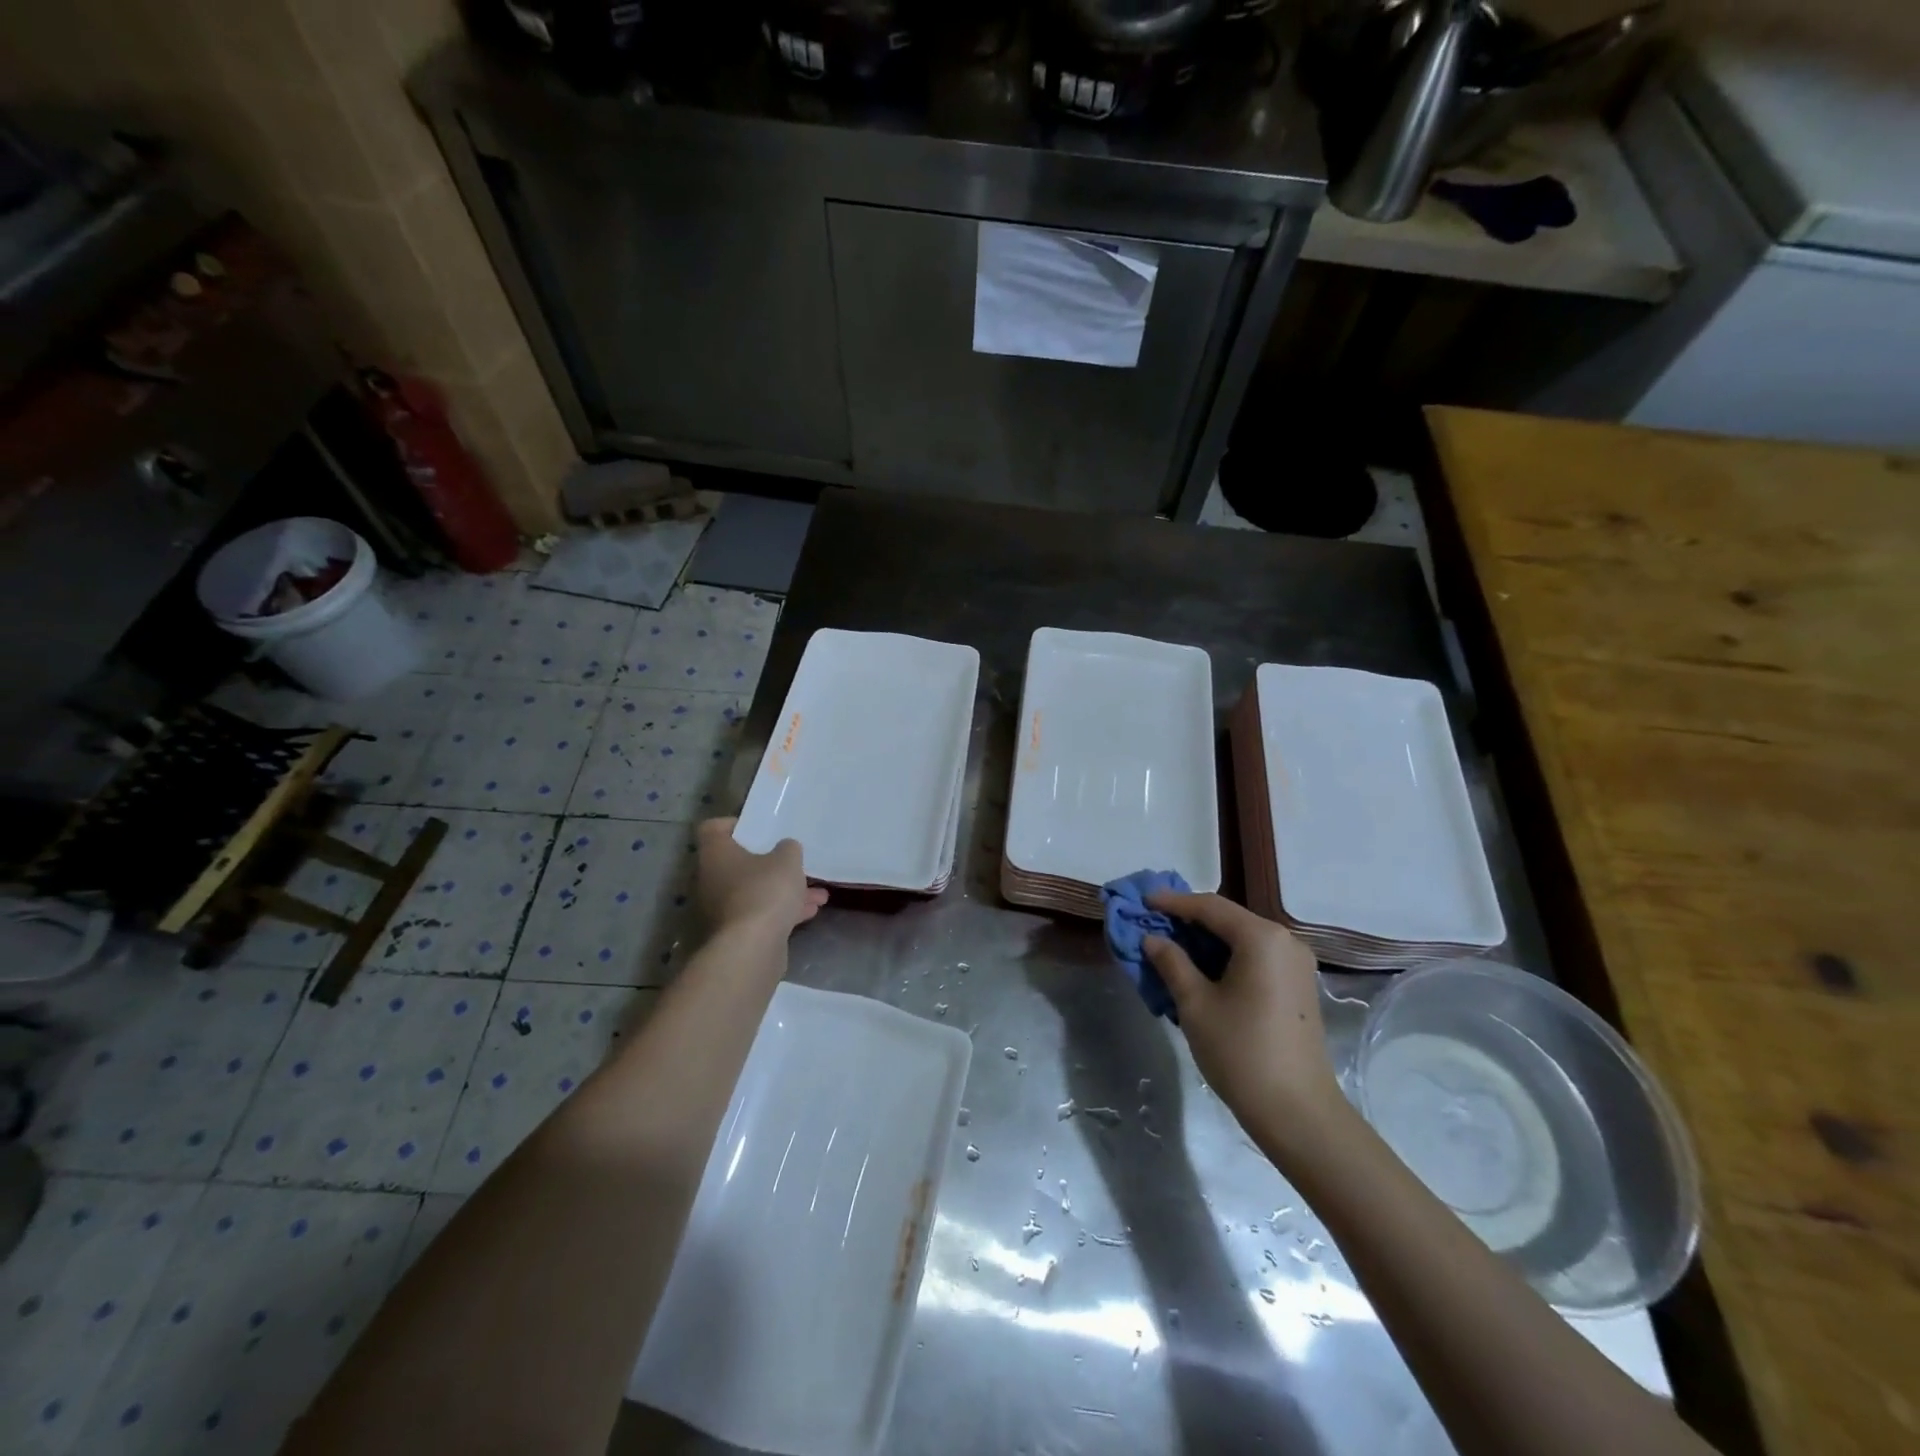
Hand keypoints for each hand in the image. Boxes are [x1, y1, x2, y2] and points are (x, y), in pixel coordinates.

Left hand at [695, 818, 827, 934]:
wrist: (752, 948)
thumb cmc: (764, 891)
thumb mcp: (787, 860)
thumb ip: (788, 849)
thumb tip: (785, 849)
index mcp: (716, 854)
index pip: (713, 829)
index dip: (735, 825)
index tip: (760, 828)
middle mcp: (712, 879)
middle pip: (739, 863)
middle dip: (771, 864)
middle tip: (793, 861)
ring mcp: (723, 908)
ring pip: (756, 891)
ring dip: (784, 890)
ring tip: (817, 892)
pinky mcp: (736, 933)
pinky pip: (761, 913)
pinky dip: (783, 911)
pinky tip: (811, 911)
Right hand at [1143, 892, 1341, 1127]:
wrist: (1298, 1112)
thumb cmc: (1241, 1052)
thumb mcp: (1195, 1004)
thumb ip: (1172, 962)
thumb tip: (1152, 938)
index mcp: (1261, 938)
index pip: (1209, 906)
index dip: (1172, 902)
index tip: (1142, 901)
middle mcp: (1285, 942)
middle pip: (1228, 919)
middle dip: (1188, 920)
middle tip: (1153, 923)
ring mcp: (1296, 965)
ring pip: (1242, 939)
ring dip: (1206, 941)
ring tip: (1171, 946)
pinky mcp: (1298, 987)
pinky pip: (1256, 958)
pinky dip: (1226, 957)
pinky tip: (1202, 969)